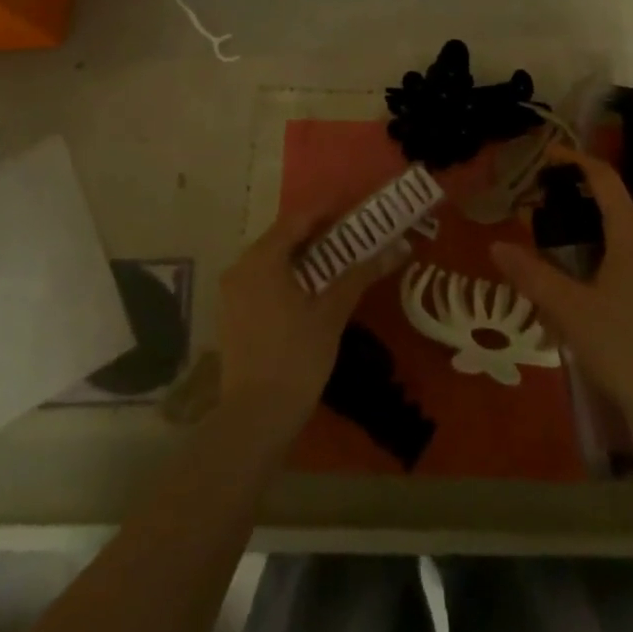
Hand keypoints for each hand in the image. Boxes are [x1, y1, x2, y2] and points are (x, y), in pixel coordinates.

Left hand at [217, 207, 405, 441]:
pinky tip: (312, 290)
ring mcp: (232, 293)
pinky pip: (263, 280)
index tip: (357, 212)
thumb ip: (361, 273)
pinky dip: (288, 276)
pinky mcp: (233, 315)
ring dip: (304, 256)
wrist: (254, 420)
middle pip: (283, 237)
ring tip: (339, 261)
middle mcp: (241, 268)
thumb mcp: (332, 312)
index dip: (328, 211)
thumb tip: (399, 246)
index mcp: (262, 259)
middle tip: (353, 237)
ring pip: (273, 260)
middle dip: (318, 234)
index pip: (298, 219)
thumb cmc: (296, 358)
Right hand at [492, 148, 632, 444]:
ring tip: (553, 235)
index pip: (603, 178)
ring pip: (621, 229)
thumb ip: (532, 275)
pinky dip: (602, 248)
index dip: (574, 160)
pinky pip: (630, 253)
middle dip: (576, 193)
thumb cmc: (624, 348)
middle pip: (613, 200)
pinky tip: (581, 276)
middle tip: (539, 199)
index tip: (544, 157)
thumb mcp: (570, 310)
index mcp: (631, 234)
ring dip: (589, 223)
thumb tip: (497, 245)